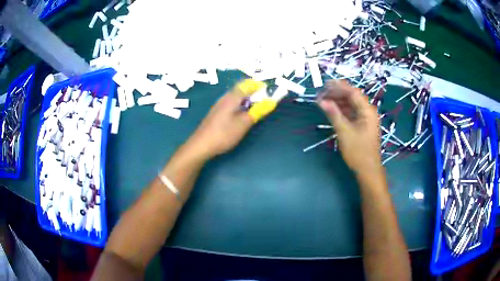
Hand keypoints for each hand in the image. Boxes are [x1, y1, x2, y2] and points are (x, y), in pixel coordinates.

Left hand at [188, 80, 273, 159]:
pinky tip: (242, 116)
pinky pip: (232, 103)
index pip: (249, 84)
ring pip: (236, 96)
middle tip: (264, 104)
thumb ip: (258, 111)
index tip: (270, 94)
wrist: (201, 145)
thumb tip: (272, 101)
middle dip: (255, 93)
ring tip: (255, 110)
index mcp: (232, 96)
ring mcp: (219, 104)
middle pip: (242, 88)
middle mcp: (225, 97)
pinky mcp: (217, 112)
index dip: (260, 86)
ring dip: (248, 100)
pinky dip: (240, 106)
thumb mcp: (244, 123)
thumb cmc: (223, 134)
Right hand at [317, 80, 381, 173]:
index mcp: (367, 111)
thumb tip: (321, 100)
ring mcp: (364, 118)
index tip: (325, 84)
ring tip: (323, 101)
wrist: (367, 170)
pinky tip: (330, 110)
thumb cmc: (358, 152)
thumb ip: (333, 114)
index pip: (353, 92)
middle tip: (321, 94)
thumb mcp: (344, 132)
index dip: (339, 86)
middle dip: (336, 94)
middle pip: (351, 97)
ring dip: (337, 102)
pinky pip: (350, 113)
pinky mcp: (361, 125)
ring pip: (350, 104)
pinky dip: (340, 110)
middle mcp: (367, 111)